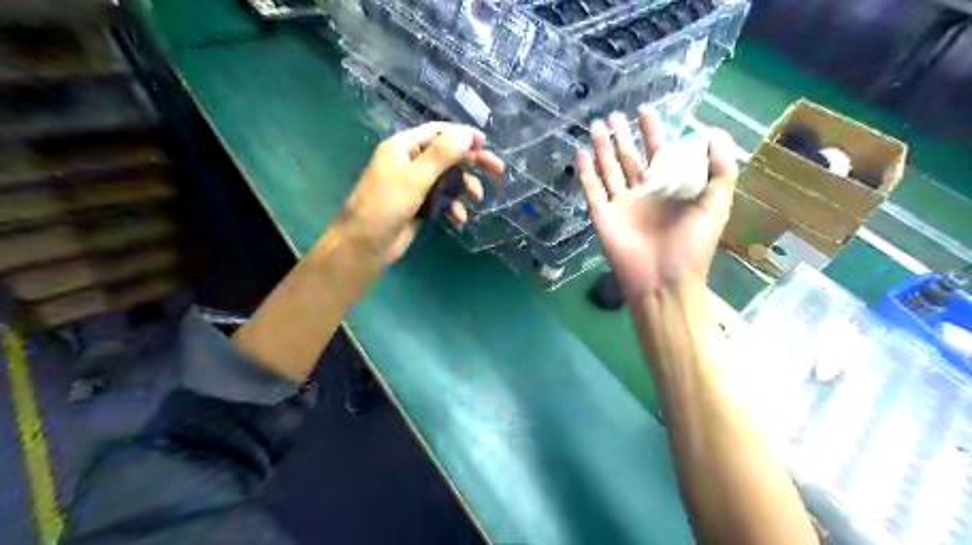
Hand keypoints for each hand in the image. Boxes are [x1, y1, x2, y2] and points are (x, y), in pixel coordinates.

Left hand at [333, 123, 500, 267]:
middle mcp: (410, 162)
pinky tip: (459, 218)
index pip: (438, 132)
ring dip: (464, 187)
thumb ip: (441, 154)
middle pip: (448, 155)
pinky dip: (453, 206)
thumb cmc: (385, 206)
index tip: (486, 145)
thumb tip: (467, 134)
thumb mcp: (415, 177)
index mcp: (404, 147)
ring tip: (477, 198)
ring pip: (448, 179)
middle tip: (498, 170)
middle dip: (472, 163)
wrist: (365, 245)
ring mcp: (415, 185)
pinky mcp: (420, 205)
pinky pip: (443, 199)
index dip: (463, 136)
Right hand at [576, 108, 736, 299]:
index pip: (659, 153)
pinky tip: (580, 153)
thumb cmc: (691, 246)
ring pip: (608, 170)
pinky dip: (585, 172)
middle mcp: (643, 194)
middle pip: (629, 159)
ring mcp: (621, 205)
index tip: (646, 111)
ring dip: (602, 148)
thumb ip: (720, 169)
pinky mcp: (602, 217)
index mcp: (669, 189)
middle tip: (614, 114)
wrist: (663, 282)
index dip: (653, 133)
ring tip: (596, 125)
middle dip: (622, 136)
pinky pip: (592, 190)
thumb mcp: (717, 204)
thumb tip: (713, 132)